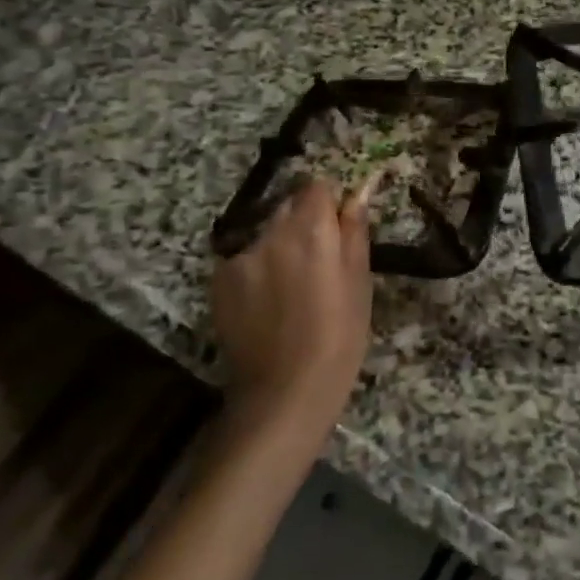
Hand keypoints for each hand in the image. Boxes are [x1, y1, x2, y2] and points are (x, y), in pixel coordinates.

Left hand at [210, 177, 373, 431]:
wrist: (284, 393)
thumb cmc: (339, 337)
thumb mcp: (360, 282)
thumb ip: (355, 230)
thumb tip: (357, 193)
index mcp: (312, 229)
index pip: (317, 186)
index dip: (328, 201)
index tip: (337, 224)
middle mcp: (272, 232)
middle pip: (288, 205)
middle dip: (304, 221)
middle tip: (318, 259)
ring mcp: (241, 256)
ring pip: (265, 233)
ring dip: (279, 245)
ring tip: (291, 287)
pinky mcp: (219, 280)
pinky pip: (244, 259)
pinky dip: (256, 270)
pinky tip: (267, 303)